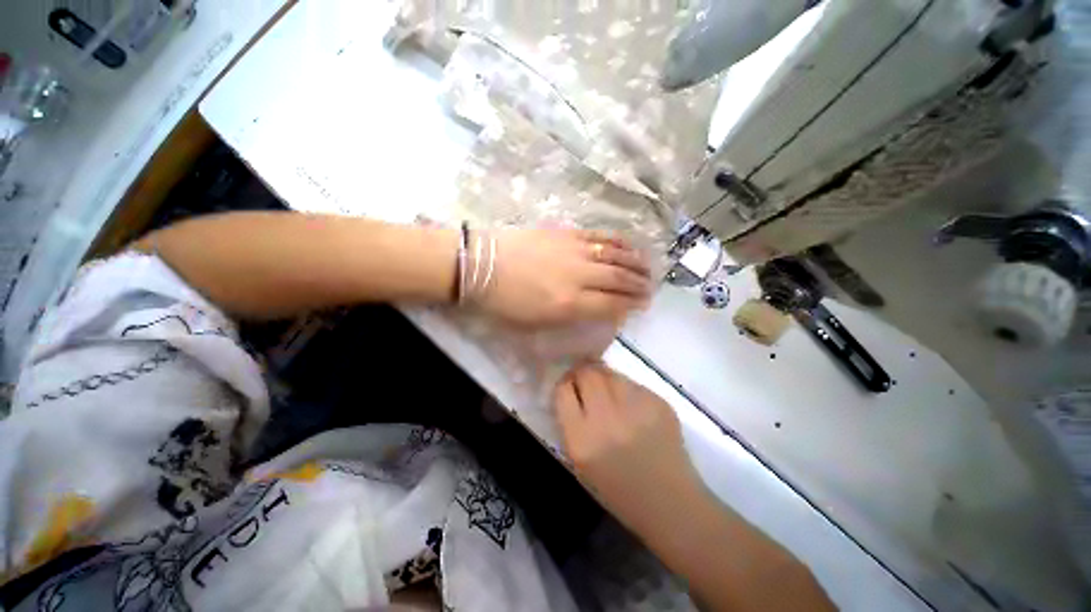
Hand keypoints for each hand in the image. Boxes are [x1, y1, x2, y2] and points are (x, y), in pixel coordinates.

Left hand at [478, 228, 652, 325]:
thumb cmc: (504, 302)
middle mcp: (579, 276)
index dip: (631, 305)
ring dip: (635, 262)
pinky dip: (618, 241)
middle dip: (639, 285)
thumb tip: (597, 310)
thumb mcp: (535, 323)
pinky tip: (628, 245)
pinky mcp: (566, 232)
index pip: (612, 304)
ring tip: (648, 267)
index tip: (642, 305)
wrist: (480, 264)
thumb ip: (570, 317)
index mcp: (570, 303)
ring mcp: (574, 250)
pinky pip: (599, 236)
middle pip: (619, 279)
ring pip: (615, 255)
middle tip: (650, 288)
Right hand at [554, 362, 703, 532]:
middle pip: (586, 373)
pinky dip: (627, 389)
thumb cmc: (618, 491)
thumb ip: (571, 422)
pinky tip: (633, 407)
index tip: (569, 386)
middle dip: (582, 374)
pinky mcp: (658, 402)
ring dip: (605, 378)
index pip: (563, 391)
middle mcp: (606, 420)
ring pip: (610, 373)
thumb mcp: (580, 462)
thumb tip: (570, 389)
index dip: (564, 384)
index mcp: (582, 441)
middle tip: (587, 382)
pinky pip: (633, 383)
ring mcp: (635, 408)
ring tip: (610, 393)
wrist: (670, 503)